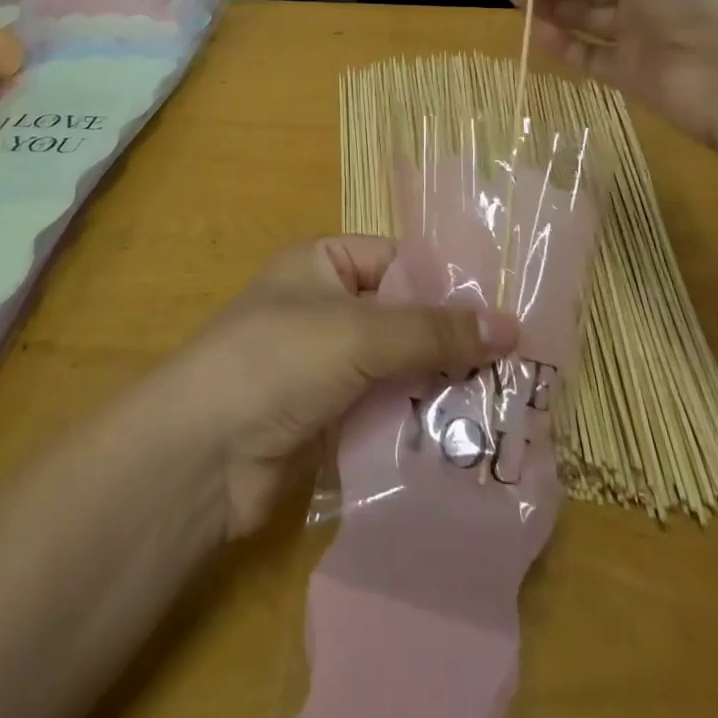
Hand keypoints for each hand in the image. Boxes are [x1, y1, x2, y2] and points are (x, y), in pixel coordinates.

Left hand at [163, 237, 519, 538]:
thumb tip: (512, 325)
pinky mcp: (327, 419)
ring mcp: (326, 366)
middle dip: (452, 344)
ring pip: (398, 369)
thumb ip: (434, 331)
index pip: (400, 262)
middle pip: (403, 318)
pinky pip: (383, 411)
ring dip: (440, 389)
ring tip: (504, 409)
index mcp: (324, 263)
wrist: (201, 455)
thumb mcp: (360, 333)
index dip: (449, 285)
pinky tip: (465, 444)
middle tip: (517, 368)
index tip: (505, 314)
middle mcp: (326, 307)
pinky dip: (417, 424)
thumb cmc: (279, 360)